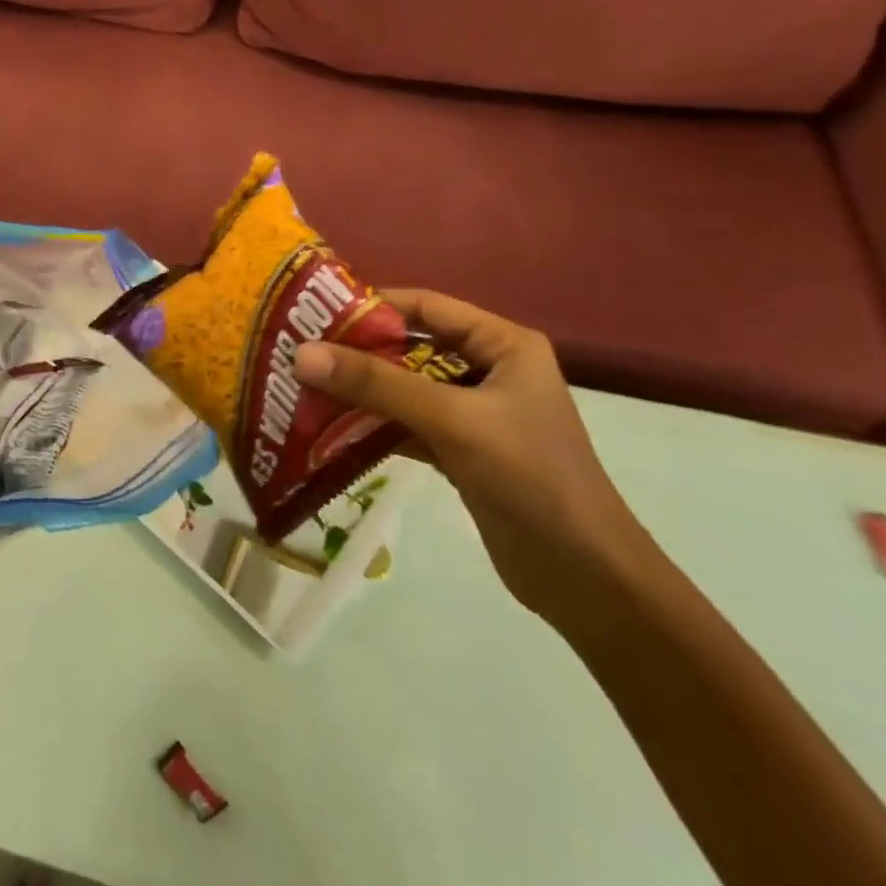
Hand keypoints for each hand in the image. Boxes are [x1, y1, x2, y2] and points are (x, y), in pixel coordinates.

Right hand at [293, 289, 658, 627]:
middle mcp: (489, 370)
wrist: (586, 580)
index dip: (371, 306)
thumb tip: (302, 353)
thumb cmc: (530, 478)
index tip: (314, 313)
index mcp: (503, 344)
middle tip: (300, 353)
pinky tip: (330, 428)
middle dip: (358, 351)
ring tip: (305, 387)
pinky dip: (373, 424)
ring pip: (405, 387)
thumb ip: (377, 384)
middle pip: (411, 347)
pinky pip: (407, 424)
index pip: (426, 306)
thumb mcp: (452, 420)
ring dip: (361, 389)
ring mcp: (474, 413)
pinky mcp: (461, 451)